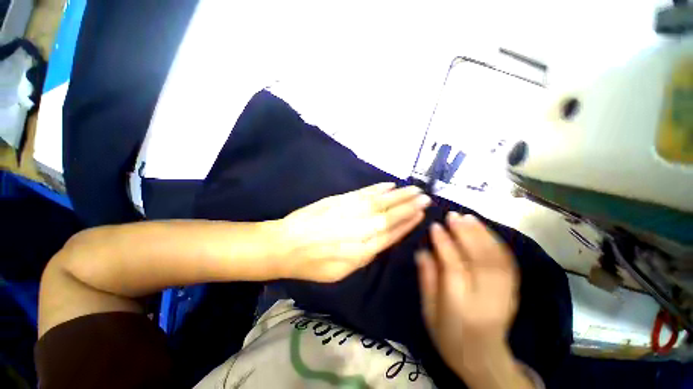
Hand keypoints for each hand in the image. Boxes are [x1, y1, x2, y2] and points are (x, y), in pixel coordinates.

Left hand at [276, 182, 430, 281]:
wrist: (286, 245)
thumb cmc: (313, 264)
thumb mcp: (341, 272)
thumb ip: (364, 256)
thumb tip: (380, 240)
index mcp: (363, 249)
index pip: (392, 233)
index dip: (408, 223)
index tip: (420, 214)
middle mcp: (361, 228)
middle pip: (390, 215)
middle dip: (409, 205)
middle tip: (425, 197)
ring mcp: (351, 211)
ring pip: (381, 201)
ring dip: (399, 194)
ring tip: (414, 189)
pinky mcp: (340, 199)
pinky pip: (364, 192)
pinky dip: (378, 188)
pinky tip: (389, 185)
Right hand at [416, 212, 519, 378]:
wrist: (484, 360)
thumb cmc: (448, 337)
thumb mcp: (428, 312)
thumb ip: (426, 280)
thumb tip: (422, 251)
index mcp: (460, 307)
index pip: (454, 267)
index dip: (444, 243)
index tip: (435, 226)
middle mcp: (486, 299)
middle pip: (480, 260)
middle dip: (466, 233)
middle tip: (453, 215)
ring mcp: (504, 295)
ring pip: (496, 259)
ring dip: (482, 234)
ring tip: (468, 217)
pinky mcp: (513, 292)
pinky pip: (508, 263)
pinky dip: (497, 244)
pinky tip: (485, 231)